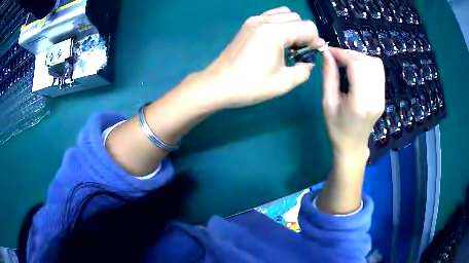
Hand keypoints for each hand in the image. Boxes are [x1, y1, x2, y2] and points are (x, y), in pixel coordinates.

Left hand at [197, 7, 323, 109]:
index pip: (308, 27)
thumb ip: (303, 71)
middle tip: (300, 52)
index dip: (315, 41)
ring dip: (293, 27)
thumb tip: (309, 63)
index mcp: (275, 33)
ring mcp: (254, 20)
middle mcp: (265, 20)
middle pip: (297, 17)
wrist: (217, 84)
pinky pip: (271, 16)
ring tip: (288, 45)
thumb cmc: (249, 86)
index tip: (311, 55)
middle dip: (305, 33)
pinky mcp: (248, 24)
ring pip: (285, 14)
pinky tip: (276, 40)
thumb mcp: (282, 84)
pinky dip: (280, 24)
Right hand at [316, 47, 384, 213]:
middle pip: (368, 62)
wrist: (353, 146)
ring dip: (359, 58)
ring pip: (376, 64)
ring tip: (346, 62)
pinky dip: (366, 64)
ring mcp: (382, 98)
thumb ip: (328, 76)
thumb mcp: (327, 103)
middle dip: (350, 54)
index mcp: (360, 103)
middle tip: (336, 57)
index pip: (357, 67)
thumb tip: (327, 54)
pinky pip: (378, 71)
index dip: (343, 54)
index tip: (329, 52)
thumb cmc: (336, 128)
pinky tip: (356, 70)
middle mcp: (375, 98)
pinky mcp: (383, 96)